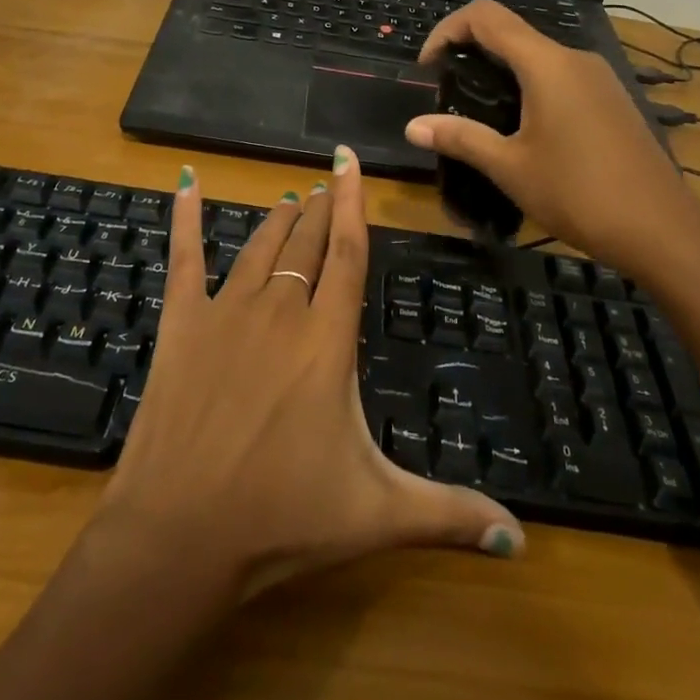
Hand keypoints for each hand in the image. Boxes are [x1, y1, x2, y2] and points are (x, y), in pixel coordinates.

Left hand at [94, 148, 524, 600]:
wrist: (179, 534)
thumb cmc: (283, 518)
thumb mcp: (377, 515)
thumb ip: (450, 515)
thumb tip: (520, 539)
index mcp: (327, 339)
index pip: (348, 253)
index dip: (353, 203)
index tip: (349, 160)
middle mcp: (279, 311)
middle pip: (307, 244)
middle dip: (321, 211)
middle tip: (327, 185)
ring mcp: (226, 312)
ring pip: (260, 248)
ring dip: (278, 221)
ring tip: (292, 199)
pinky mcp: (181, 324)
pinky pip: (184, 258)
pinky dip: (185, 218)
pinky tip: (187, 183)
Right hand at [405, 0, 699, 282]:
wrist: (664, 232)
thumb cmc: (580, 195)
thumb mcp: (510, 168)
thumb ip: (460, 138)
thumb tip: (412, 127)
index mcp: (546, 64)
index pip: (485, 16)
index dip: (447, 30)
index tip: (428, 68)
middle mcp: (574, 58)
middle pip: (511, 33)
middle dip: (471, 54)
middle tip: (449, 94)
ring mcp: (599, 78)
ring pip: (537, 56)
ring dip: (501, 73)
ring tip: (481, 116)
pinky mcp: (612, 99)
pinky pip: (560, 77)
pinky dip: (530, 87)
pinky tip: (525, 131)